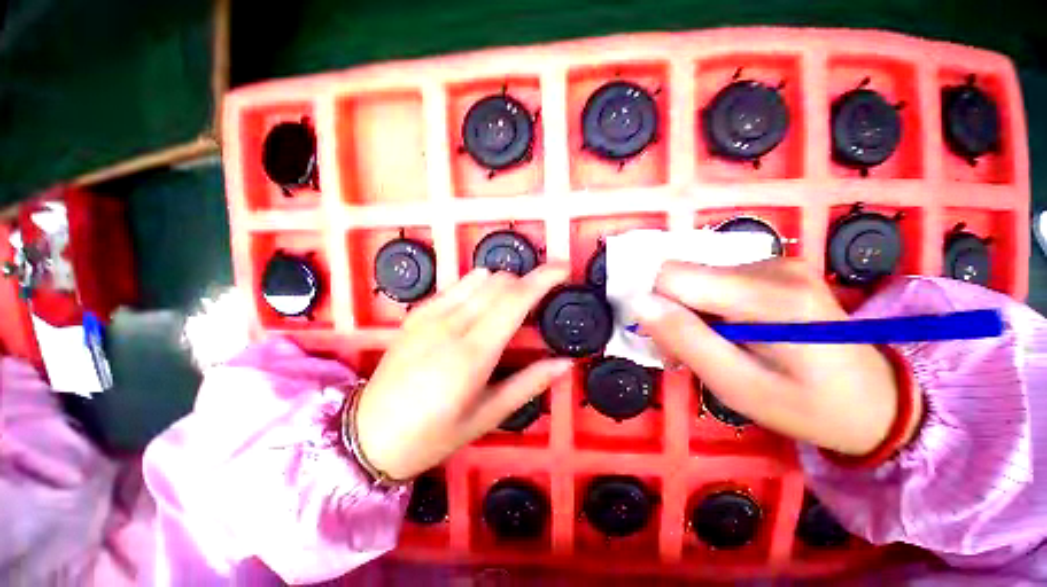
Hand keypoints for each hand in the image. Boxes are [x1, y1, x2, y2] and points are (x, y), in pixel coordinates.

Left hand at [355, 264, 572, 480]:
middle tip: (541, 301)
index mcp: (473, 354)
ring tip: (513, 305)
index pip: (515, 299)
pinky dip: (480, 286)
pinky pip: (459, 284)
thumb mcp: (487, 416)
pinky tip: (482, 307)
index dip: (543, 278)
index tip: (564, 269)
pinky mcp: (419, 312)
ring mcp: (431, 314)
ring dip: (505, 284)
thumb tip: (565, 364)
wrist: (368, 435)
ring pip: (480, 277)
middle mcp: (452, 324)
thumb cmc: (432, 434)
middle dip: (528, 282)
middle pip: (501, 282)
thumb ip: (529, 384)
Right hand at [633, 258, 920, 455]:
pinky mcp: (775, 269)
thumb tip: (639, 303)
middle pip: (683, 276)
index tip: (662, 340)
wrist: (876, 399)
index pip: (672, 277)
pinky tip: (727, 333)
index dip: (655, 305)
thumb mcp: (739, 387)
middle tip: (686, 353)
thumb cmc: (809, 406)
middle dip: (671, 312)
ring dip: (689, 313)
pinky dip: (707, 308)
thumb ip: (686, 340)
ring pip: (695, 279)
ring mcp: (776, 263)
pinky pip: (714, 281)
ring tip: (711, 348)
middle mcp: (771, 266)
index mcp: (769, 296)